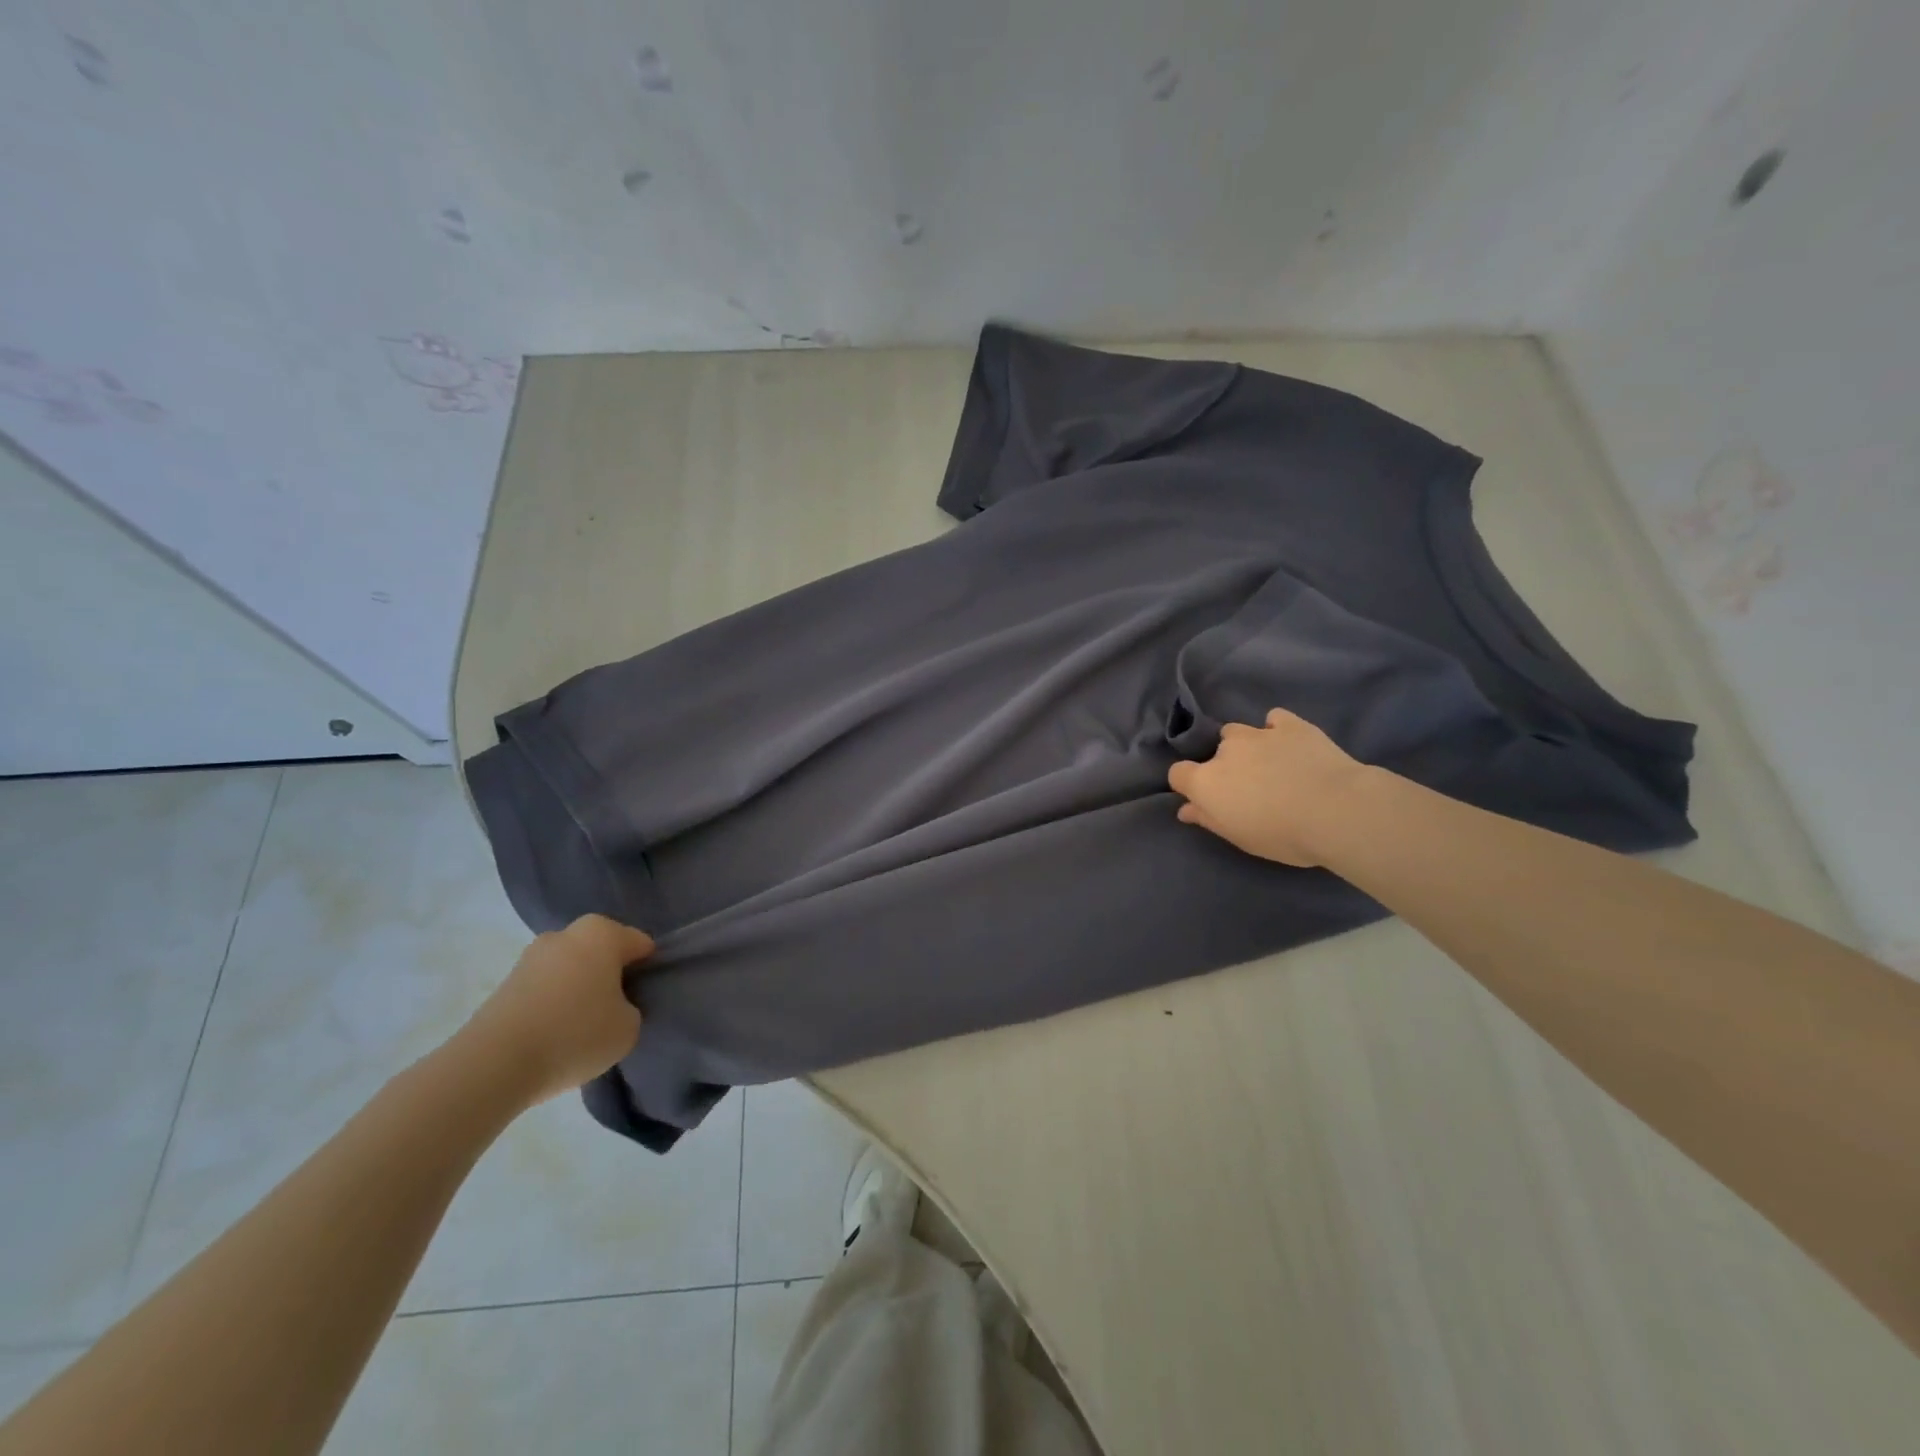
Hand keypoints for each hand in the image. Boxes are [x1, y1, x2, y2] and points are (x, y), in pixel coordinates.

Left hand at [459, 914, 653, 1105]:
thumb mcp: (629, 1027)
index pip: (641, 945)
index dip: (648, 971)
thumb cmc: (575, 1034)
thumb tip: (612, 1006)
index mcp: (603, 933)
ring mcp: (531, 956)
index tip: (645, 999)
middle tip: (615, 1010)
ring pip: (571, 969)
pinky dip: (553, 1004)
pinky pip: (545, 988)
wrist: (493, 1064)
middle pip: (602, 952)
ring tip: (581, 1028)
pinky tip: (554, 1036)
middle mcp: (566, 934)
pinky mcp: (505, 983)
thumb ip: (631, 1008)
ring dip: (578, 989)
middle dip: (610, 974)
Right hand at [1167, 708, 1372, 867]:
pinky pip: (1274, 720)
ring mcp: (1258, 733)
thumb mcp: (1239, 837)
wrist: (1337, 810)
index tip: (1208, 800)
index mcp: (1206, 781)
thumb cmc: (1282, 834)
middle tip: (1250, 789)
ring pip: (1239, 732)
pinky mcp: (1290, 725)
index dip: (1189, 785)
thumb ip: (1208, 819)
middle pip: (1214, 753)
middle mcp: (1225, 751)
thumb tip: (1185, 809)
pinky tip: (1289, 744)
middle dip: (1225, 766)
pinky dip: (1276, 730)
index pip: (1178, 774)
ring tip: (1270, 764)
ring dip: (1246, 746)